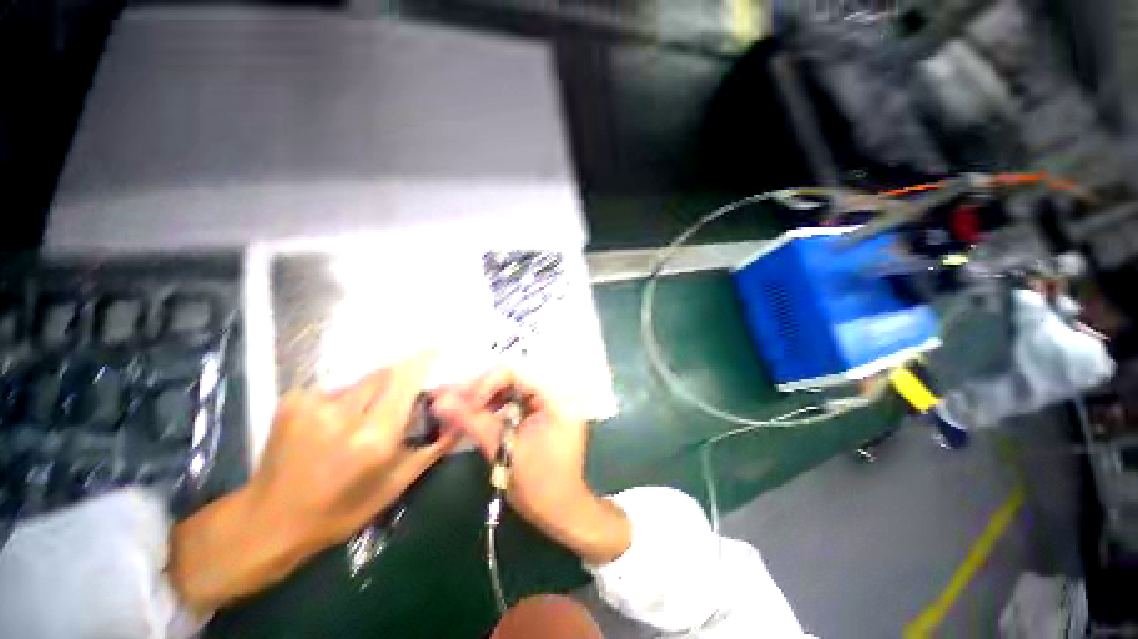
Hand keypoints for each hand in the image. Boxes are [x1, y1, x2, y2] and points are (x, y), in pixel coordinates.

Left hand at [169, 354, 458, 612]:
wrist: (268, 521)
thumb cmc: (341, 510)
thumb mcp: (396, 484)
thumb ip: (433, 446)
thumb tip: (460, 419)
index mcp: (373, 438)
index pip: (406, 381)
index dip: (423, 361)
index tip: (437, 350)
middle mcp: (343, 414)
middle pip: (385, 373)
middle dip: (401, 374)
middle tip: (406, 389)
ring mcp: (313, 404)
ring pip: (361, 380)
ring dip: (373, 390)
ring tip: (366, 416)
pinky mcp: (292, 400)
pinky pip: (336, 388)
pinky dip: (347, 398)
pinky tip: (337, 422)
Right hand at [433, 369, 629, 564]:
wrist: (561, 510)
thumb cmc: (539, 484)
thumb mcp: (504, 450)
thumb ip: (473, 421)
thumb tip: (440, 401)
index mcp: (556, 396)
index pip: (516, 372)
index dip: (485, 383)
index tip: (461, 403)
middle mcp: (555, 392)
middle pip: (511, 378)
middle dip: (478, 389)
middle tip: (445, 398)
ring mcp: (549, 401)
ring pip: (509, 388)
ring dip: (481, 397)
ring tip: (450, 404)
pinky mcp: (541, 412)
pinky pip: (513, 400)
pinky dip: (492, 407)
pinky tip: (470, 413)